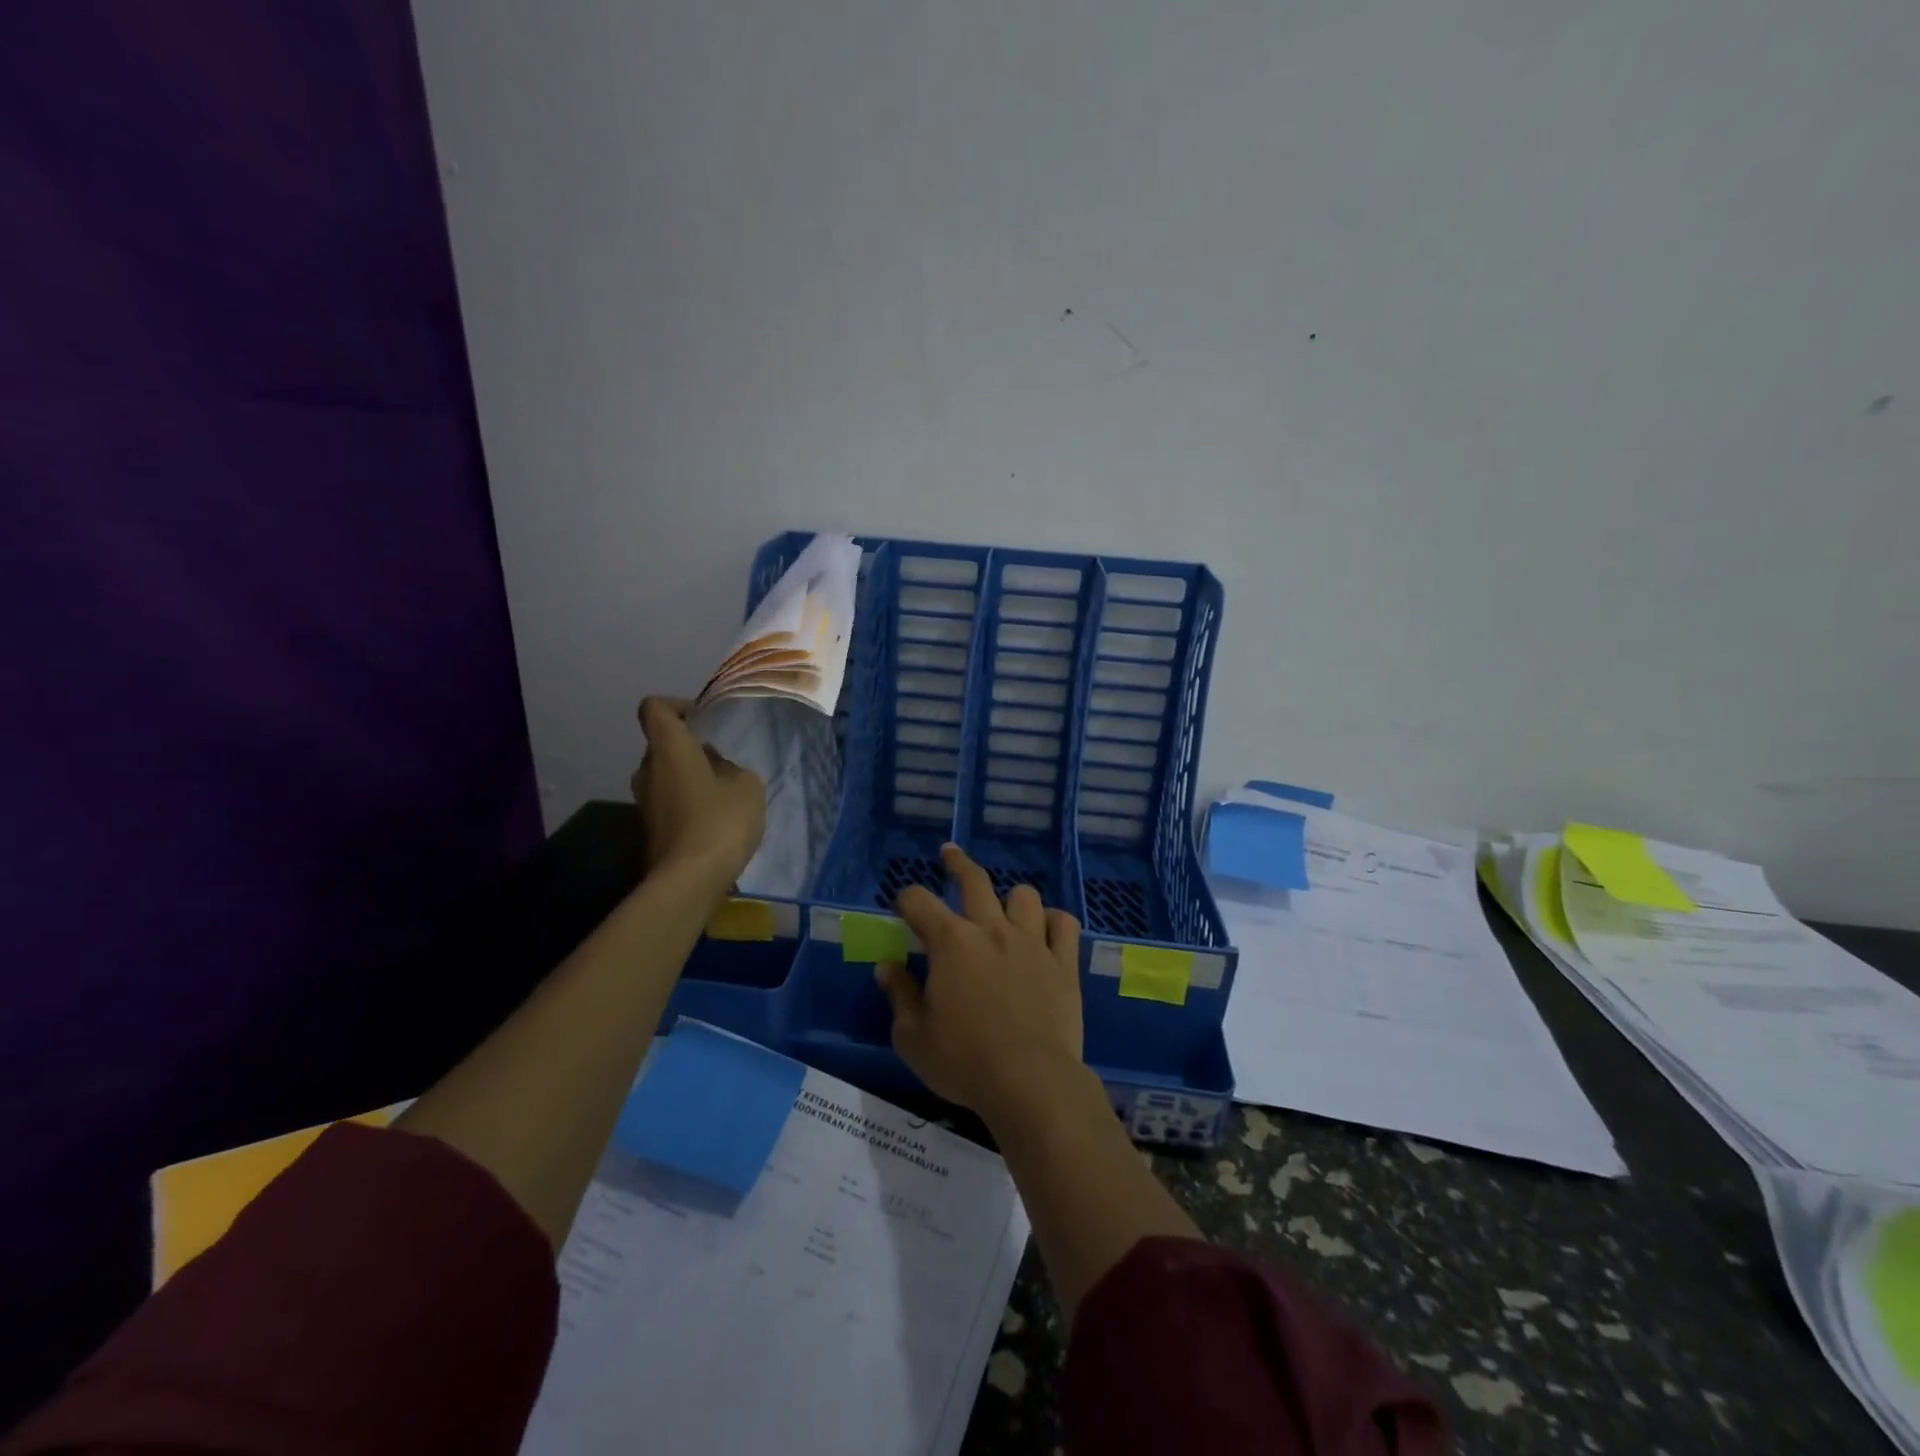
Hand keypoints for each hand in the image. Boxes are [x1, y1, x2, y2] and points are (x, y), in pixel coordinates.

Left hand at [631, 697, 766, 890]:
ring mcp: (645, 802)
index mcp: (669, 748)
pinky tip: (716, 820)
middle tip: (723, 762)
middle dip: (690, 748)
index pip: (654, 708)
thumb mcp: (747, 785)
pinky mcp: (651, 829)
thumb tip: (718, 771)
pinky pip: (670, 802)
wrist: (690, 880)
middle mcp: (648, 769)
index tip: (703, 720)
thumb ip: (732, 768)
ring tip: (724, 793)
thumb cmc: (721, 821)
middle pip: (663, 745)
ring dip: (690, 777)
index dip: (677, 706)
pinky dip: (688, 803)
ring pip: (666, 775)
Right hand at [877, 843, 1084, 1117]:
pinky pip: (1063, 924)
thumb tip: (887, 967)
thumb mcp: (913, 1037)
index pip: (919, 902)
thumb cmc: (963, 1062)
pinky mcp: (1063, 962)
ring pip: (1024, 895)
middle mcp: (991, 930)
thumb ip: (899, 995)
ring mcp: (1032, 942)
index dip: (906, 897)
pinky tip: (1046, 931)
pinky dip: (1053, 922)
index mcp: (951, 943)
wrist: (1030, 1082)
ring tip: (1004, 910)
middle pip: (974, 880)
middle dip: (957, 862)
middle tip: (949, 853)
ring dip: (1010, 899)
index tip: (903, 904)